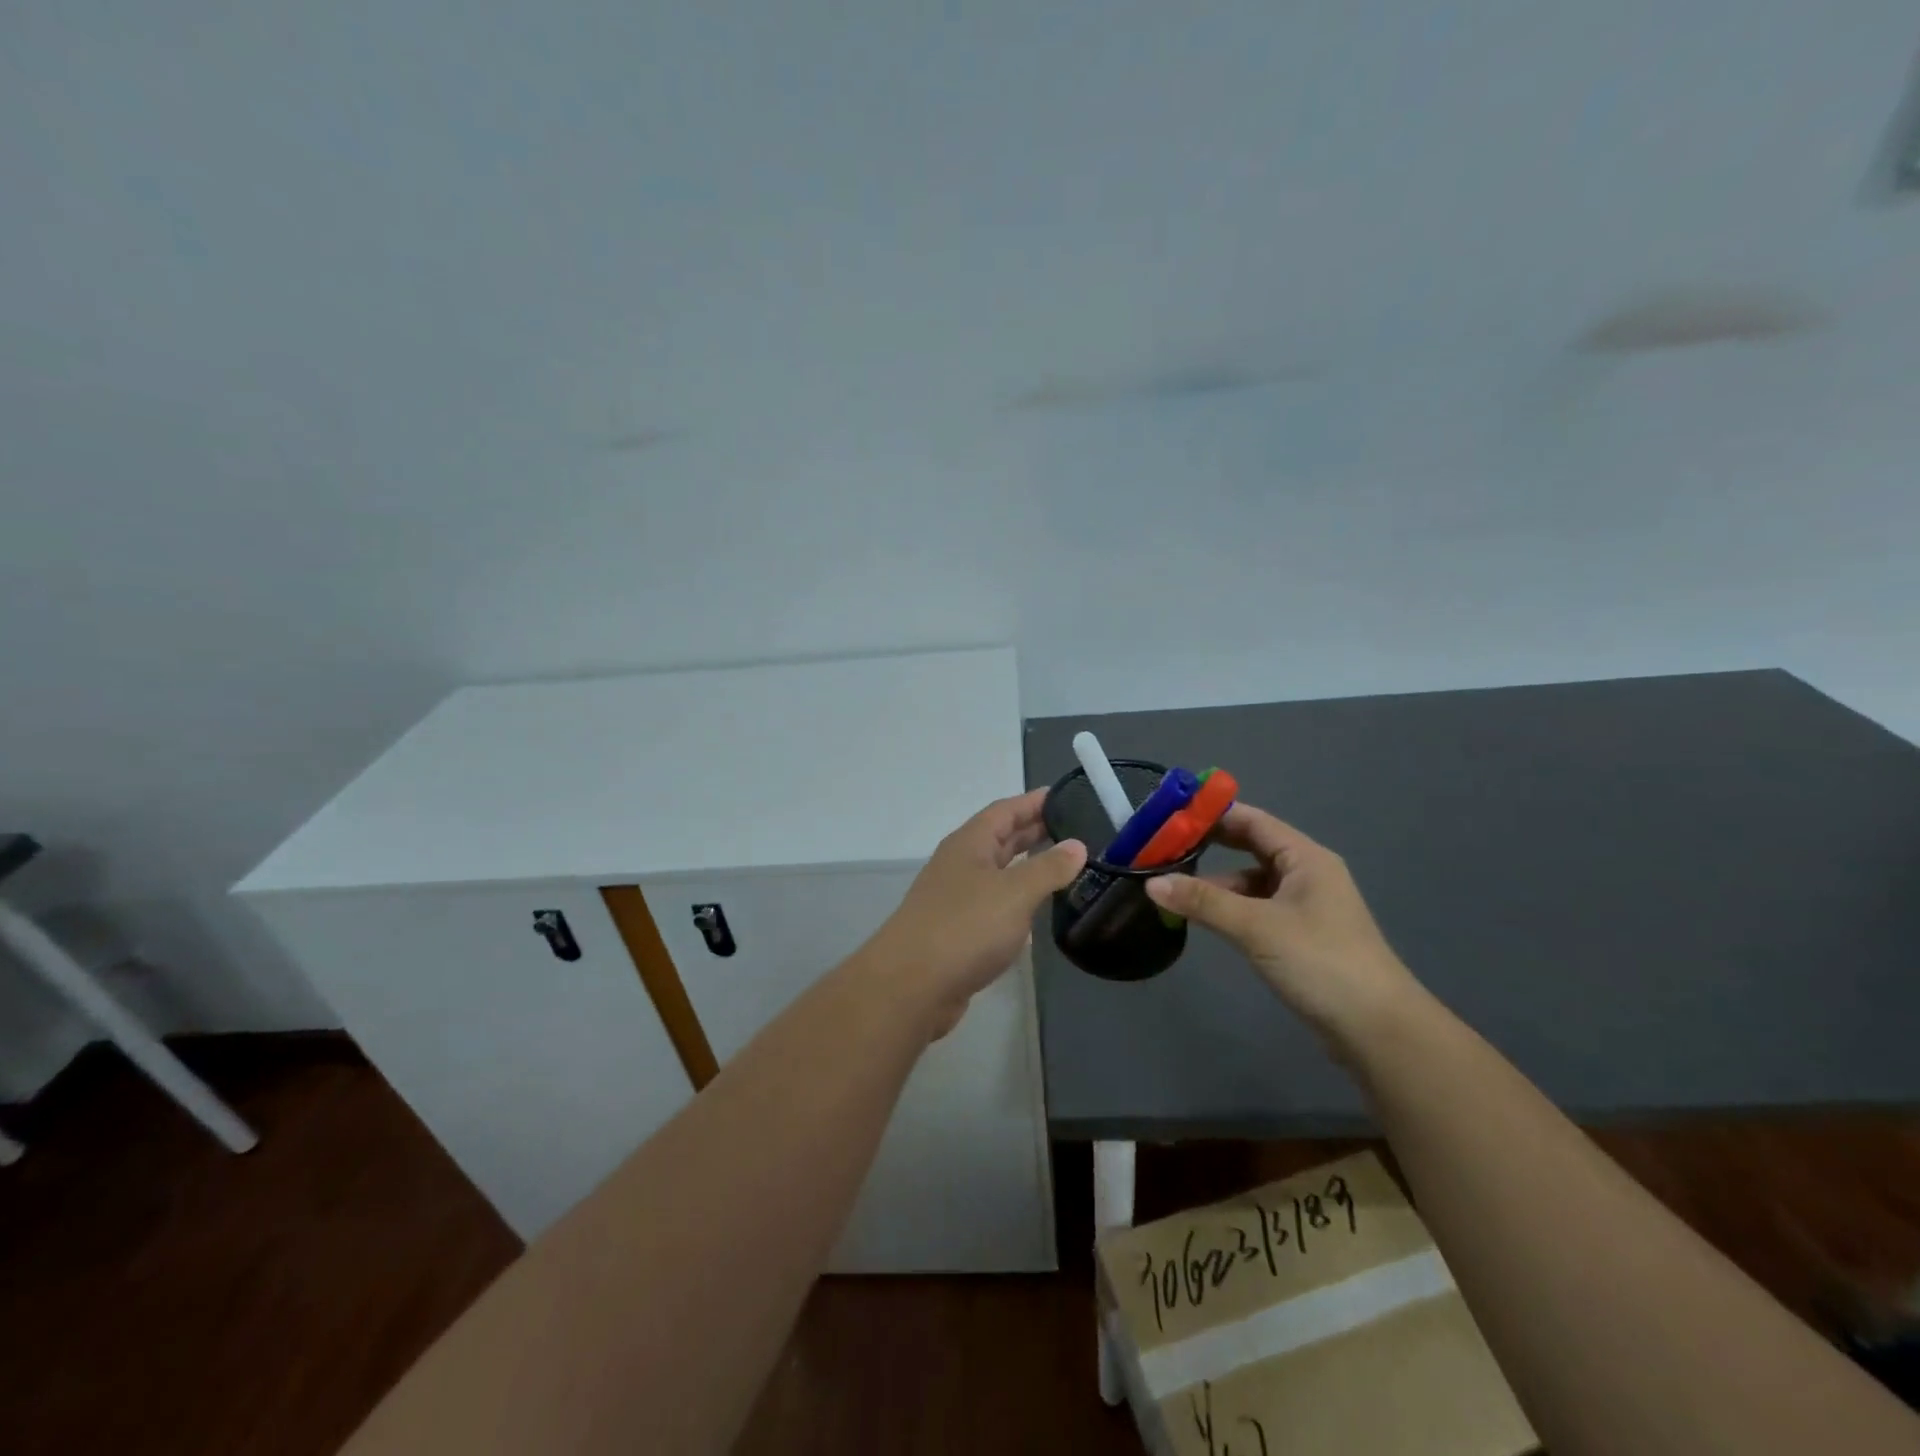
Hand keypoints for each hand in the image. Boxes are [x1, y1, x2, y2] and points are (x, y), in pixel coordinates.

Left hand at [863, 789, 1086, 1038]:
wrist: (911, 986)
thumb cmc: (965, 927)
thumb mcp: (1015, 893)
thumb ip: (1048, 868)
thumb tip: (1077, 845)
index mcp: (969, 844)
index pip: (1005, 810)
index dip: (1033, 802)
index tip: (1065, 795)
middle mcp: (960, 864)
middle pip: (999, 838)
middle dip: (1033, 831)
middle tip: (1074, 828)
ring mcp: (955, 898)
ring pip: (997, 872)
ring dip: (1026, 866)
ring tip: (1062, 865)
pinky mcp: (957, 931)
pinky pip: (993, 904)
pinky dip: (1016, 900)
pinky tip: (1034, 911)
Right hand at [1145, 803, 1417, 1042]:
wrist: (1378, 1029)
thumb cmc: (1320, 962)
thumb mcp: (1256, 927)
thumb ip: (1203, 902)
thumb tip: (1151, 883)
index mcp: (1305, 858)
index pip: (1251, 820)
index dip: (1211, 815)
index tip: (1169, 814)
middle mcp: (1306, 874)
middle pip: (1250, 847)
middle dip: (1209, 847)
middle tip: (1163, 848)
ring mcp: (1305, 906)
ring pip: (1251, 882)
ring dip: (1215, 884)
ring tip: (1172, 889)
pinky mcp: (1300, 936)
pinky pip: (1257, 909)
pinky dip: (1229, 908)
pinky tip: (1203, 919)